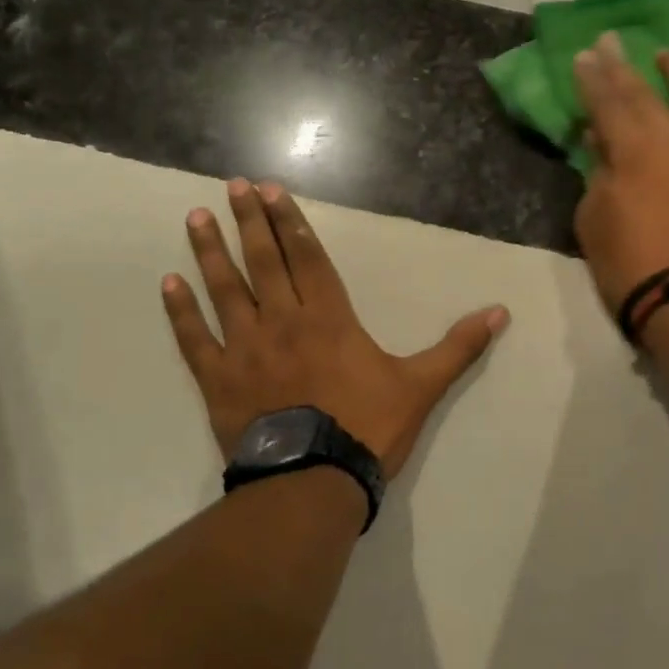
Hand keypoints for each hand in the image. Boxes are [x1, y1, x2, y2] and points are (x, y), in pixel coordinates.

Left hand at [161, 179, 508, 478]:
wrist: (313, 482)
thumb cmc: (368, 428)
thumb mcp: (421, 386)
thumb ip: (458, 347)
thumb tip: (501, 313)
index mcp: (329, 318)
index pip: (308, 257)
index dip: (290, 221)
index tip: (270, 190)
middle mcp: (284, 321)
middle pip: (264, 261)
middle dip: (250, 221)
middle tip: (232, 186)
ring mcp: (246, 349)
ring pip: (225, 290)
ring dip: (210, 252)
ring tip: (195, 217)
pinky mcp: (219, 381)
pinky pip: (195, 339)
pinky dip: (180, 312)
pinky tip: (168, 283)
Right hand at [572, 32, 668, 312]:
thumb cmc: (628, 263)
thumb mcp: (593, 217)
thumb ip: (598, 171)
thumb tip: (602, 140)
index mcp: (635, 150)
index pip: (608, 102)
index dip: (593, 77)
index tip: (584, 54)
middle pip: (648, 92)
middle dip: (625, 65)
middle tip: (612, 39)